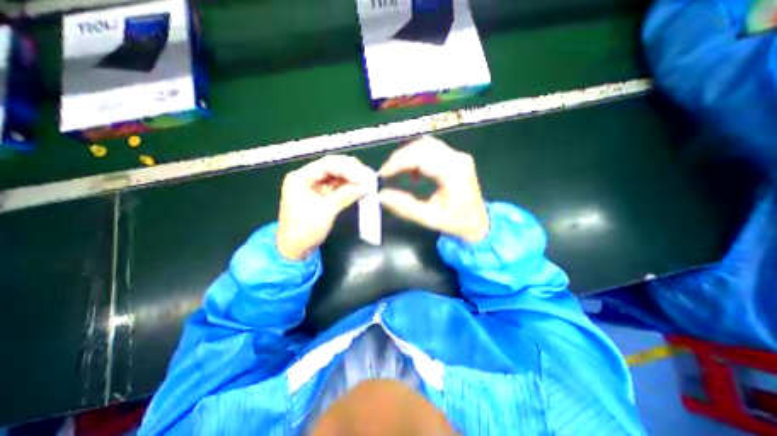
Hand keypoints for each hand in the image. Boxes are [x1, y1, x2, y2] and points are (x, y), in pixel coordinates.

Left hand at [278, 155, 374, 260]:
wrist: (294, 249)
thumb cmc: (304, 231)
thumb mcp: (325, 212)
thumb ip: (345, 196)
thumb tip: (365, 187)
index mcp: (300, 178)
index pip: (327, 165)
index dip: (347, 169)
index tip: (363, 177)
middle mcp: (306, 177)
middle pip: (331, 167)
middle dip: (351, 171)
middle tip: (367, 176)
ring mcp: (313, 186)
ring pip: (335, 175)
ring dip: (351, 178)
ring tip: (366, 181)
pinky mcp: (320, 194)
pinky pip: (336, 185)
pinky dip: (348, 186)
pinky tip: (358, 187)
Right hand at [379, 136, 490, 241]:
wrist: (479, 222)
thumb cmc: (457, 223)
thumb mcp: (430, 219)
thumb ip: (405, 207)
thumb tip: (381, 195)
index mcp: (454, 173)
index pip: (422, 157)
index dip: (399, 162)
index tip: (383, 174)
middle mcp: (457, 159)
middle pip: (423, 146)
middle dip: (400, 157)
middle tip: (386, 173)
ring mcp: (457, 156)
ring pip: (426, 145)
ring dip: (407, 156)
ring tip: (395, 171)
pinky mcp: (454, 158)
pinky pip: (431, 151)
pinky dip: (416, 158)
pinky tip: (411, 173)